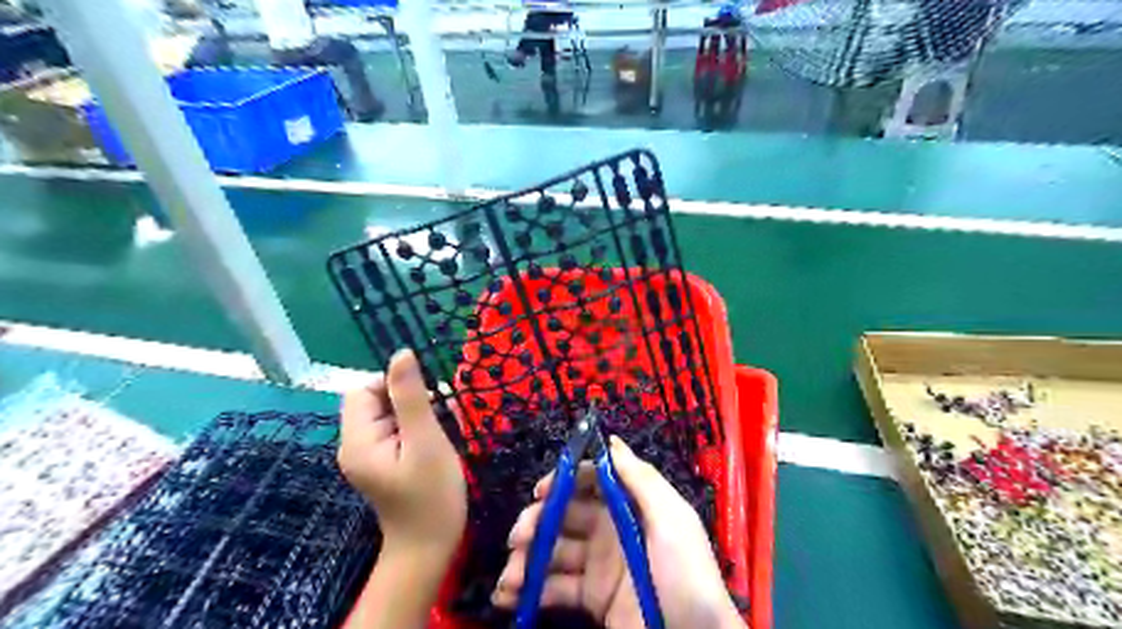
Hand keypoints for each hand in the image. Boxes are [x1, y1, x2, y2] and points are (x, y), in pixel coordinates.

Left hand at [336, 350, 469, 559]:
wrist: (430, 546)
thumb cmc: (431, 495)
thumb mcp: (425, 441)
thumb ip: (411, 396)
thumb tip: (401, 353)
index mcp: (357, 440)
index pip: (363, 390)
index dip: (394, 385)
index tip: (427, 401)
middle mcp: (355, 445)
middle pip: (375, 401)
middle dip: (409, 399)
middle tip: (439, 416)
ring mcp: (369, 455)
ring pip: (389, 414)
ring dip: (417, 413)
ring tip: (442, 430)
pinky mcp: (383, 462)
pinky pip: (396, 430)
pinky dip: (417, 427)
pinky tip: (437, 440)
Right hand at [489, 437, 738, 628]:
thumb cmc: (685, 574)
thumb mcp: (672, 520)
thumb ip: (641, 479)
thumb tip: (610, 440)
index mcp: (630, 506)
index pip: (590, 481)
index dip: (564, 481)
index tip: (540, 492)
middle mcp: (610, 529)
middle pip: (565, 515)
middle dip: (537, 522)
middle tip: (517, 539)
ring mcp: (599, 565)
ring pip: (554, 551)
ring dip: (527, 560)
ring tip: (508, 579)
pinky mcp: (592, 599)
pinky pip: (555, 588)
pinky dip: (531, 591)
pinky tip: (510, 597)